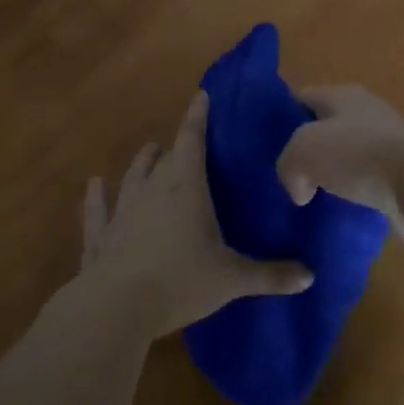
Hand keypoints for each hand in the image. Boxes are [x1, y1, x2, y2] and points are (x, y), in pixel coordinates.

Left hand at [80, 91, 313, 337]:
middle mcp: (153, 190)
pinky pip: (98, 209)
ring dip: (143, 162)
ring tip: (150, 150)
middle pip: (166, 158)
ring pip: (133, 175)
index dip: (198, 117)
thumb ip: (270, 276)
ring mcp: (122, 210)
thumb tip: (310, 276)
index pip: (193, 141)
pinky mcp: (100, 235)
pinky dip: (96, 196)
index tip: (202, 95)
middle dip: (177, 146)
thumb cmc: (180, 282)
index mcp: (187, 189)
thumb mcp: (232, 280)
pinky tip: (93, 184)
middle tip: (189, 142)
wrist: (115, 308)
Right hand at [274, 85, 403, 249]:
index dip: (283, 118)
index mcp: (343, 95)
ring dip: (336, 175)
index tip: (267, 144)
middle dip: (311, 150)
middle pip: (329, 127)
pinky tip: (345, 214)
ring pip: (352, 156)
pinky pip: (373, 183)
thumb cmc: (358, 155)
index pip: (303, 98)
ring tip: (315, 198)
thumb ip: (288, 165)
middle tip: (290, 175)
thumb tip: (300, 190)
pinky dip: (359, 196)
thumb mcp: (303, 151)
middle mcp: (369, 112)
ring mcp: (392, 143)